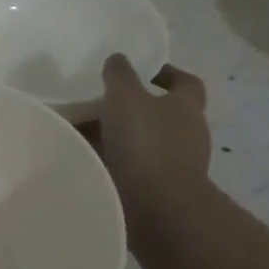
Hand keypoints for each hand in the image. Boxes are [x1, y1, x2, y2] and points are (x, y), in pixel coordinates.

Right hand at [89, 55, 211, 241]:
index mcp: (187, 107)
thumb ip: (119, 74)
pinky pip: (131, 166)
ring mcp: (174, 165)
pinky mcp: (157, 190)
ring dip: (116, 135)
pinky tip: (85, 157)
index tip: (140, 71)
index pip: (186, 82)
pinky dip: (111, 160)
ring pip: (141, 140)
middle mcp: (187, 134)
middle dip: (130, 106)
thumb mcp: (125, 97)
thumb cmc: (146, 144)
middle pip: (159, 112)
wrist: (158, 209)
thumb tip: (118, 59)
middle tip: (97, 100)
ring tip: (82, 130)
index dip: (166, 73)